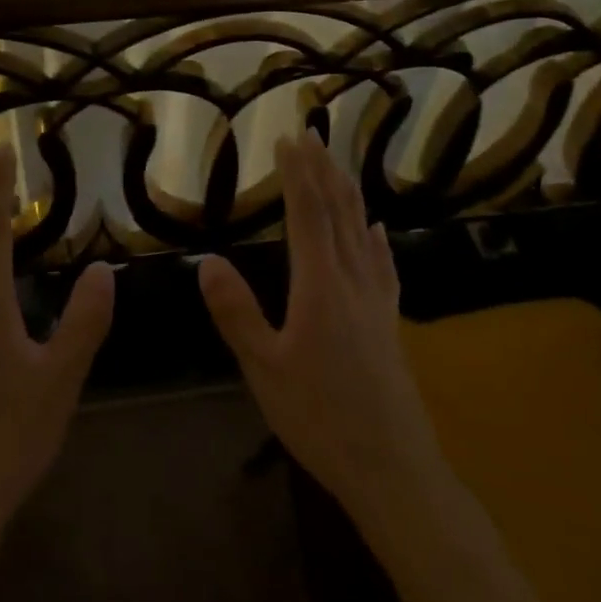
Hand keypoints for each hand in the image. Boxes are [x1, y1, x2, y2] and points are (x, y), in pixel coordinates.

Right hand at [199, 131, 447, 523]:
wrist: (393, 468)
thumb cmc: (320, 418)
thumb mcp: (264, 369)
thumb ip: (237, 313)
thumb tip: (207, 261)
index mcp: (320, 285)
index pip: (308, 213)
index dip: (297, 173)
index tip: (287, 138)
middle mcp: (352, 280)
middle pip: (340, 211)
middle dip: (324, 169)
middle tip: (312, 133)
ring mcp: (376, 300)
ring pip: (362, 231)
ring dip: (348, 192)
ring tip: (338, 164)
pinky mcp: (390, 321)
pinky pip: (384, 264)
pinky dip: (376, 238)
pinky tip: (378, 228)